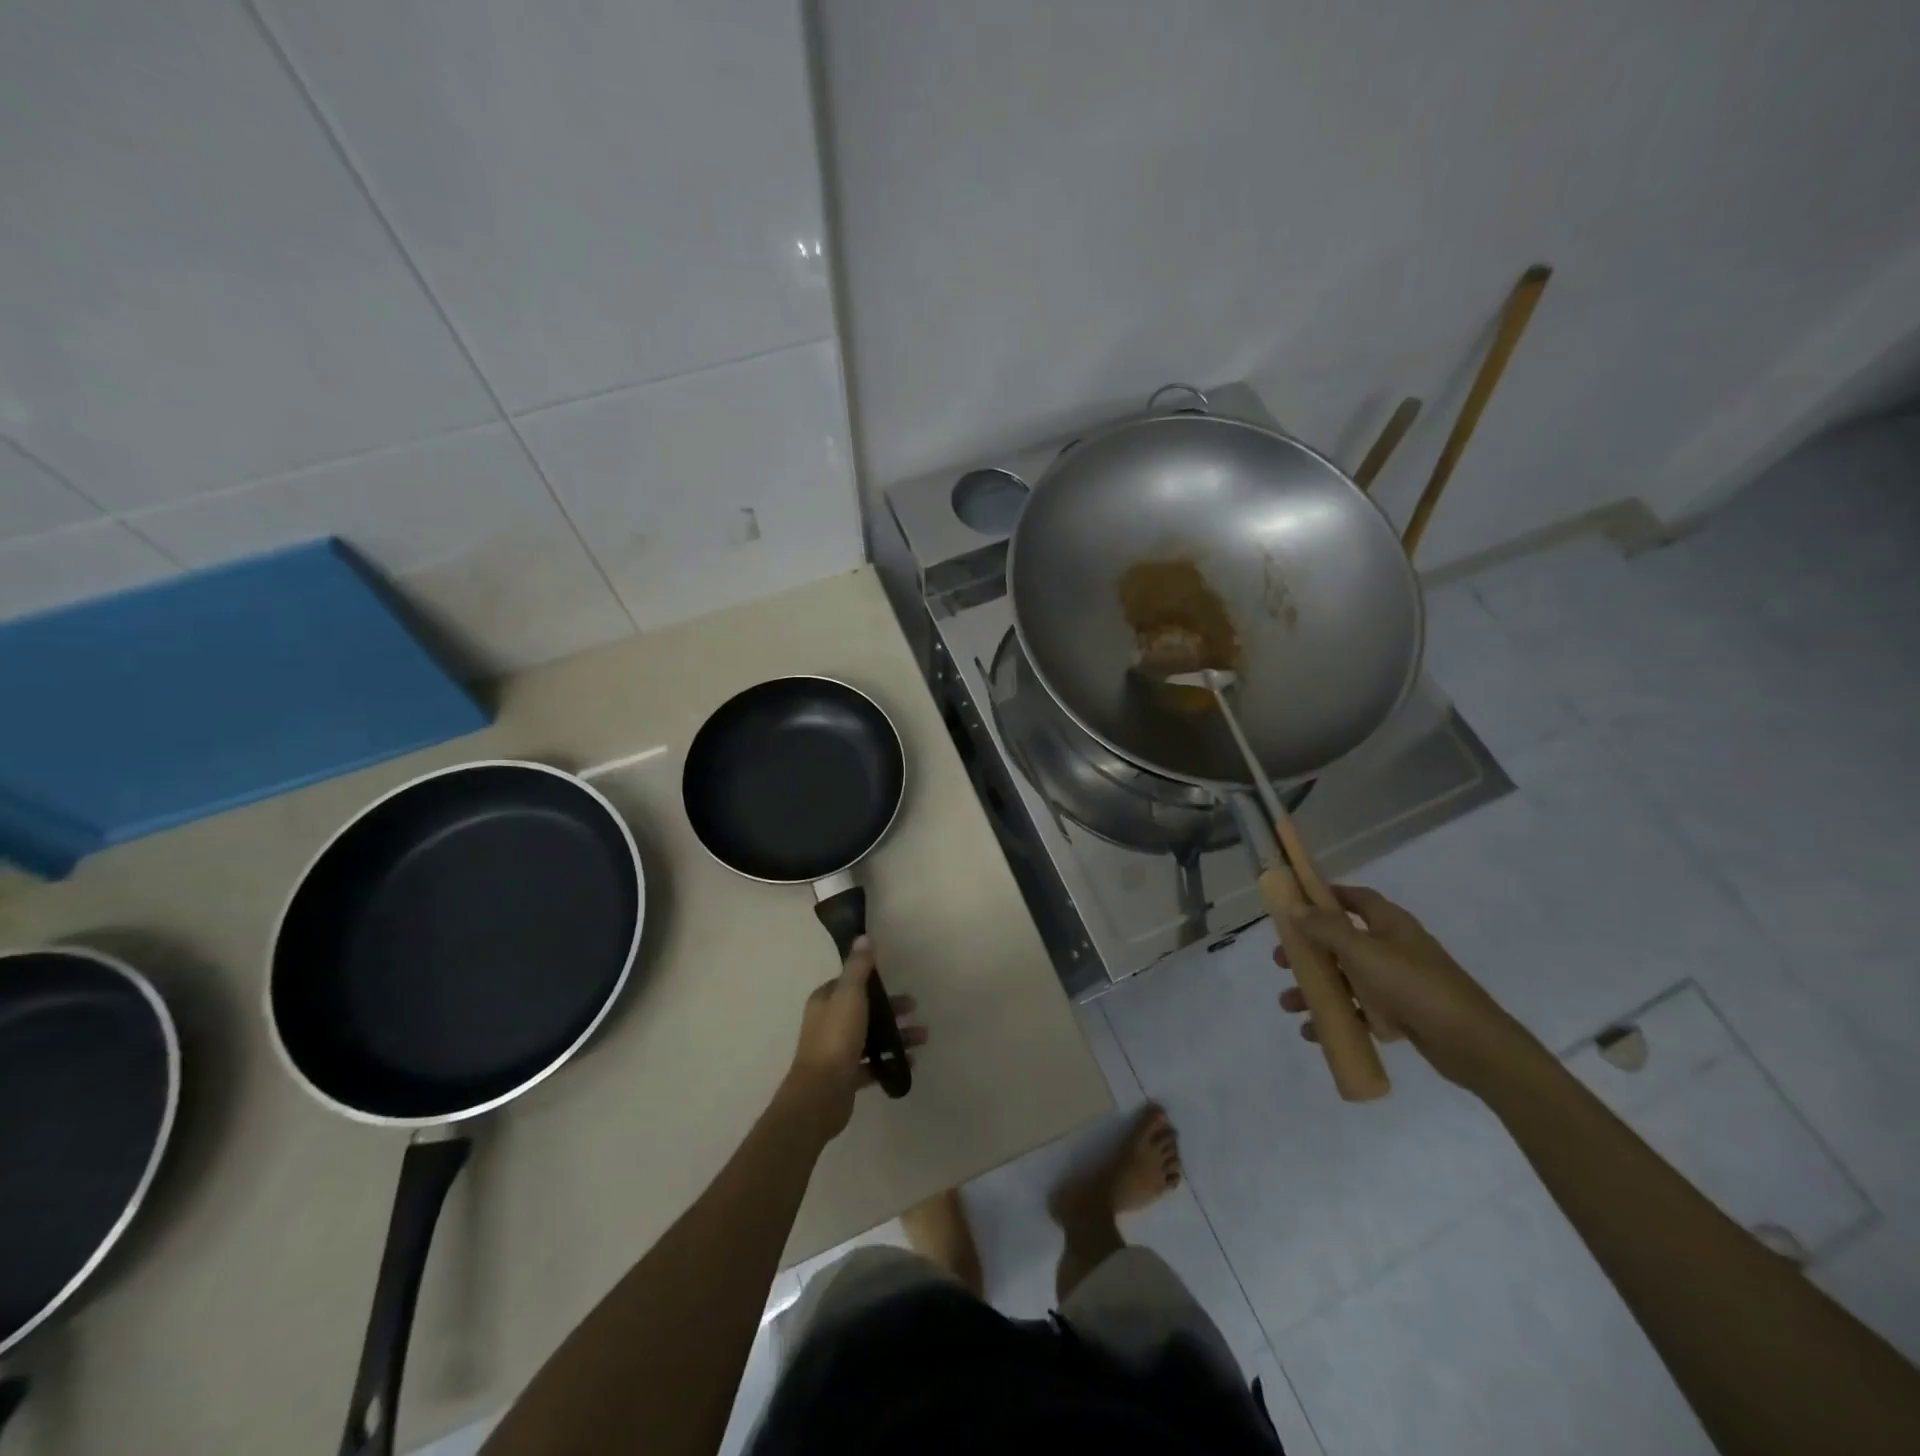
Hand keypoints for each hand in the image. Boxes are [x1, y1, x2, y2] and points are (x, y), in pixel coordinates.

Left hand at [780, 936, 926, 1140]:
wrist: (821, 1094)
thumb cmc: (836, 1038)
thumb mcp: (850, 995)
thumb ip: (858, 967)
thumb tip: (863, 937)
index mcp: (825, 1002)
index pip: (849, 983)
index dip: (872, 981)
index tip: (895, 981)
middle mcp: (828, 1023)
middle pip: (863, 1010)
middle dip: (890, 1009)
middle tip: (914, 1008)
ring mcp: (837, 1051)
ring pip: (870, 1037)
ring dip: (896, 1035)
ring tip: (922, 1038)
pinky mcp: (846, 1076)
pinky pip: (872, 1064)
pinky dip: (890, 1060)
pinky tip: (910, 1061)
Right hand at [1275, 885, 1538, 1093]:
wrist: (1473, 1044)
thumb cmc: (1414, 986)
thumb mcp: (1363, 952)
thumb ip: (1327, 929)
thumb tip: (1296, 908)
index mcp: (1390, 924)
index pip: (1355, 898)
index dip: (1326, 896)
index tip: (1295, 903)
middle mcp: (1394, 947)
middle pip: (1342, 941)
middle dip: (1310, 951)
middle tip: (1282, 961)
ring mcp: (1399, 982)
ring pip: (1347, 979)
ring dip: (1317, 989)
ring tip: (1289, 1005)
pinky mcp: (1402, 1014)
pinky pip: (1361, 1010)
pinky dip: (1338, 1017)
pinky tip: (1314, 1031)